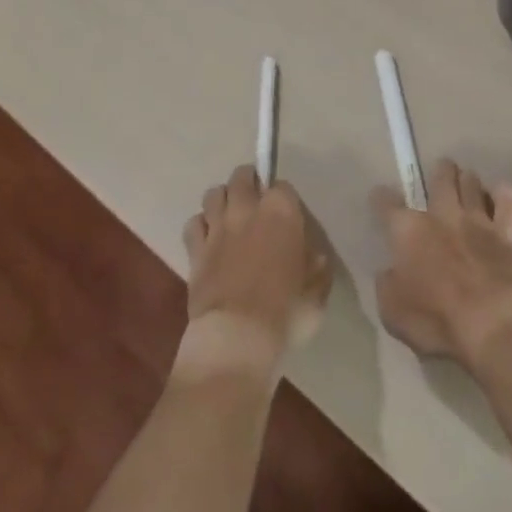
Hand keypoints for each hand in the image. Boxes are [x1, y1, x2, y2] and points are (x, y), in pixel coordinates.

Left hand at [179, 165, 330, 382]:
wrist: (238, 336)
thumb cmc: (285, 311)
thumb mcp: (317, 290)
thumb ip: (316, 264)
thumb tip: (312, 256)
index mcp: (281, 212)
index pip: (282, 185)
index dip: (284, 198)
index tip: (286, 213)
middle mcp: (247, 209)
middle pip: (242, 176)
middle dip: (248, 181)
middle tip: (254, 199)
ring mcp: (217, 227)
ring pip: (213, 193)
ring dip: (222, 199)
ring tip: (229, 214)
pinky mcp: (195, 249)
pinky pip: (193, 223)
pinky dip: (200, 225)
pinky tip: (208, 237)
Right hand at [372, 158, 511, 369]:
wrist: (494, 323)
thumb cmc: (437, 320)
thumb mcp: (393, 312)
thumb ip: (388, 285)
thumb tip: (389, 271)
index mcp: (408, 231)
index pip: (387, 204)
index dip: (381, 198)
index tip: (380, 197)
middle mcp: (441, 215)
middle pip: (440, 179)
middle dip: (440, 172)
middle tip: (442, 171)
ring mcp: (477, 219)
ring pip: (472, 183)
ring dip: (468, 180)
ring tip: (468, 180)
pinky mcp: (509, 230)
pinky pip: (508, 199)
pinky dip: (504, 193)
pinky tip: (503, 194)